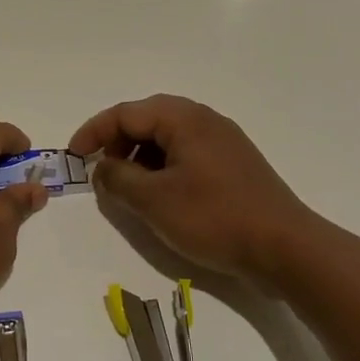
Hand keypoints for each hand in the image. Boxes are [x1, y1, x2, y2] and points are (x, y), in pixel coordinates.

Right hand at [68, 95, 311, 287]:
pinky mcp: (234, 166)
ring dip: (140, 157)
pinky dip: (163, 168)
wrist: (284, 247)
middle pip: (148, 119)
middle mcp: (205, 121)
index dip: (94, 132)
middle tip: (102, 171)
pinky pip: (187, 155)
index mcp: (184, 119)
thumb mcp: (153, 200)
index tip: (74, 156)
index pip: (126, 113)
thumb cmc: (214, 217)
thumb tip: (103, 168)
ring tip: (129, 188)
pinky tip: (161, 196)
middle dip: (118, 142)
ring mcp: (223, 142)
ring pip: (168, 138)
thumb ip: (118, 179)